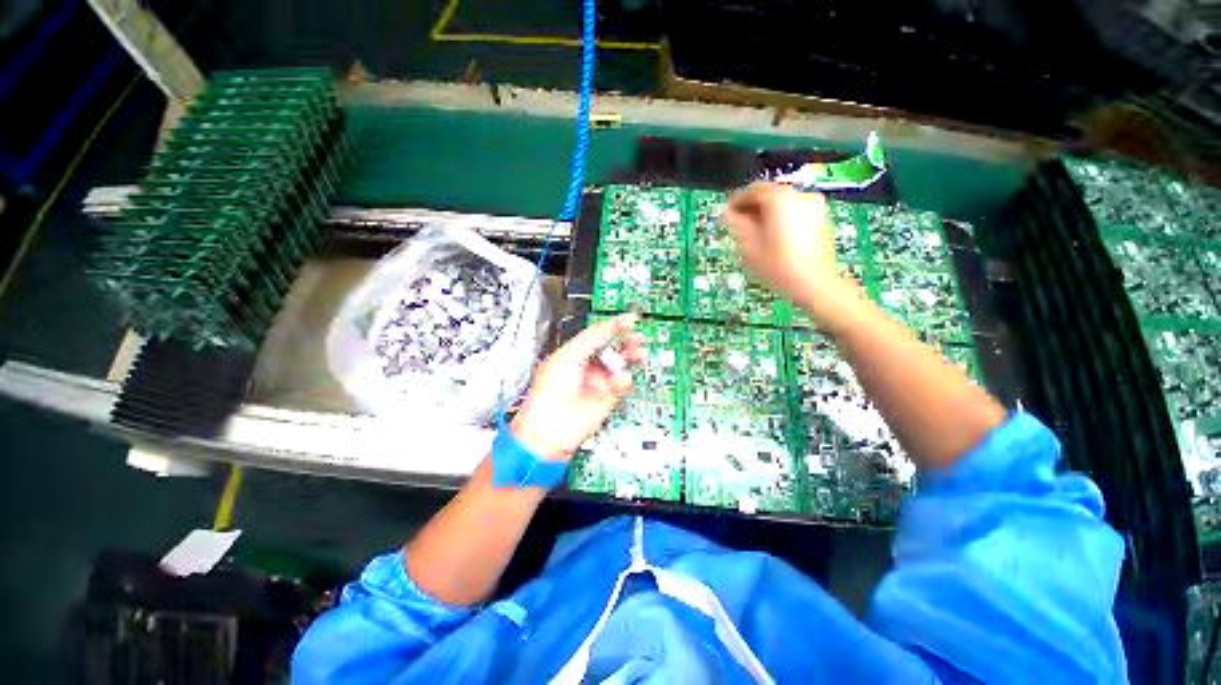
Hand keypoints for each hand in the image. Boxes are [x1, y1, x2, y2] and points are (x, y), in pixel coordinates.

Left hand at [511, 313, 644, 460]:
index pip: (597, 335)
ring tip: (638, 353)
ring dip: (629, 359)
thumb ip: (591, 339)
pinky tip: (622, 379)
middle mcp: (587, 368)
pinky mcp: (607, 399)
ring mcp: (597, 384)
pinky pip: (622, 386)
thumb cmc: (547, 394)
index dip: (613, 326)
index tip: (629, 319)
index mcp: (573, 354)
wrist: (549, 429)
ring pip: (620, 367)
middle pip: (612, 350)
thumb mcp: (568, 356)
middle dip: (625, 342)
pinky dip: (625, 380)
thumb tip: (610, 325)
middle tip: (637, 336)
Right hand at [725, 182, 844, 302]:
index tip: (728, 213)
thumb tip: (729, 213)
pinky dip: (782, 218)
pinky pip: (795, 211)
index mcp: (779, 199)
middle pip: (770, 194)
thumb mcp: (748, 246)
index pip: (753, 190)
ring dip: (768, 213)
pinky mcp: (821, 217)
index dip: (737, 201)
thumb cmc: (777, 266)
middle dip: (753, 207)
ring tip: (757, 233)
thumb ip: (736, 224)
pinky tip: (775, 237)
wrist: (813, 283)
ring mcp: (814, 205)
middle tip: (740, 224)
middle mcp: (799, 195)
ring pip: (783, 203)